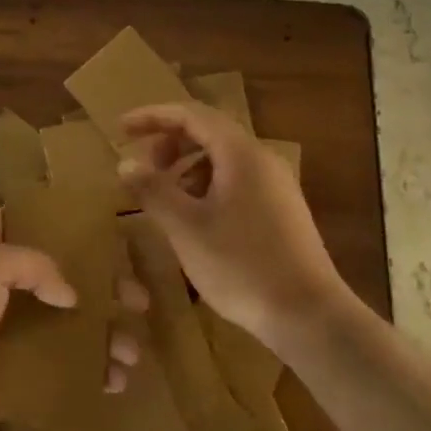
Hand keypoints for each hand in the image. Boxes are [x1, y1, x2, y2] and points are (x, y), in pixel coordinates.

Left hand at [0, 210, 146, 430]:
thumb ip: (35, 266)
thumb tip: (71, 296)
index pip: (33, 223)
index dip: (71, 227)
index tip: (112, 238)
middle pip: (59, 278)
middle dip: (101, 290)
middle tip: (139, 302)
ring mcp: (0, 332)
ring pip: (61, 327)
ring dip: (99, 337)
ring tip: (130, 354)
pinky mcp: (3, 376)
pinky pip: (51, 371)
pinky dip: (81, 375)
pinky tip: (111, 383)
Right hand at [118, 101, 346, 349]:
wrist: (309, 316)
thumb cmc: (242, 266)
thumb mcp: (186, 228)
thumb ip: (153, 190)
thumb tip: (126, 163)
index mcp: (240, 153)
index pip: (191, 113)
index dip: (152, 116)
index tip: (121, 129)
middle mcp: (261, 158)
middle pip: (209, 131)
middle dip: (170, 143)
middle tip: (143, 168)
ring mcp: (276, 184)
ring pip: (223, 157)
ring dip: (187, 165)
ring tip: (165, 195)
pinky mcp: (281, 209)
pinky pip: (237, 179)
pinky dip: (207, 184)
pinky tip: (195, 218)